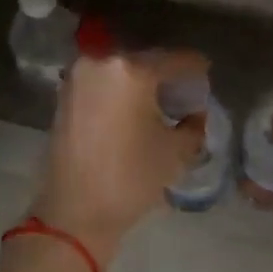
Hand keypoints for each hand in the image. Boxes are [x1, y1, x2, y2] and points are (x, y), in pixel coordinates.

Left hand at [31, 49, 207, 267]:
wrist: (74, 211)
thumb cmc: (130, 178)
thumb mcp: (176, 151)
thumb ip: (193, 125)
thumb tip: (194, 114)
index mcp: (132, 70)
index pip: (176, 60)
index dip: (197, 69)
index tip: (207, 76)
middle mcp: (101, 62)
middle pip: (146, 62)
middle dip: (168, 77)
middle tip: (185, 95)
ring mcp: (78, 78)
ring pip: (122, 72)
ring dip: (142, 84)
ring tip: (160, 105)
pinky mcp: (65, 96)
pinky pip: (103, 85)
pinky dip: (121, 93)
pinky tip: (134, 112)